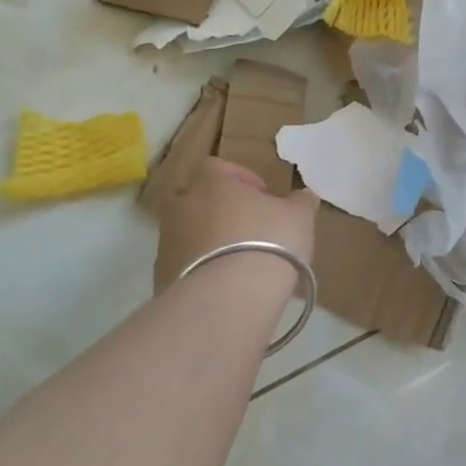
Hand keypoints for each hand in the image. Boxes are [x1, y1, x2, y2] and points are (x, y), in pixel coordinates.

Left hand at [153, 158, 317, 291]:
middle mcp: (182, 207)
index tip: (261, 195)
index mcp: (211, 184)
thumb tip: (304, 195)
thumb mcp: (299, 218)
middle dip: (213, 209)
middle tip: (241, 226)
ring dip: (205, 241)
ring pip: (184, 233)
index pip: (216, 166)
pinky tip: (222, 287)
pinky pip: (181, 266)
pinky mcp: (162, 278)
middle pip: (192, 198)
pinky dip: (198, 271)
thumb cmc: (267, 242)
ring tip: (234, 262)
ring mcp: (167, 243)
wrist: (228, 299)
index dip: (239, 178)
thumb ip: (300, 202)